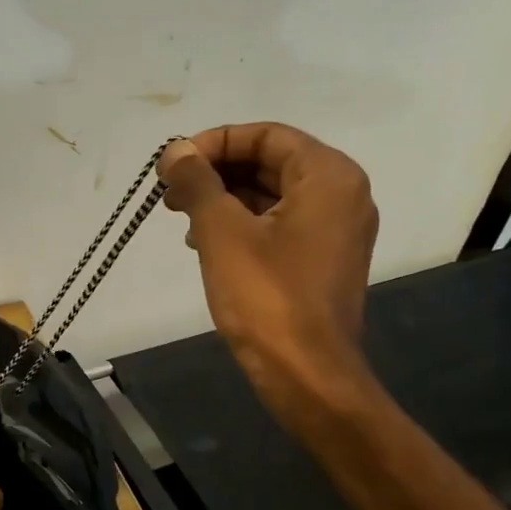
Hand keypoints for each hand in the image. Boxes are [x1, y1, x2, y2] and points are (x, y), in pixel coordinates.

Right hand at [158, 123, 378, 409]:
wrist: (306, 374)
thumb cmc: (266, 296)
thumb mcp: (221, 231)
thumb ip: (197, 181)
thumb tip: (176, 151)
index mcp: (328, 176)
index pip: (265, 135)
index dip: (213, 142)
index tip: (172, 163)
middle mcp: (341, 194)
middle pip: (270, 162)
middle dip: (215, 171)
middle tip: (169, 190)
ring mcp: (335, 229)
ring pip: (271, 194)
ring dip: (222, 198)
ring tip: (178, 215)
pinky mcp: (322, 259)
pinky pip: (278, 224)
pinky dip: (240, 223)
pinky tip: (202, 242)